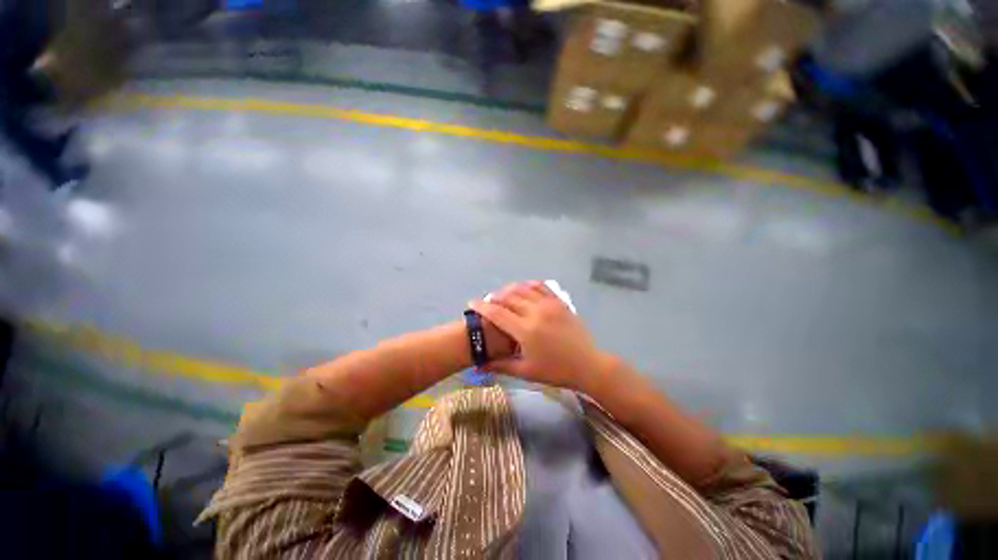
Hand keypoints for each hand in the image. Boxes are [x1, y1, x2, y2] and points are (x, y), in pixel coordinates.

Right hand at [469, 281, 610, 390]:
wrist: (587, 365)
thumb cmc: (555, 371)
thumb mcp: (526, 371)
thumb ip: (501, 365)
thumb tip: (478, 365)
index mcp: (525, 330)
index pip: (496, 313)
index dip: (481, 306)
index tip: (471, 302)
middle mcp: (535, 312)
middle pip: (508, 297)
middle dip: (494, 297)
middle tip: (488, 302)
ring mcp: (549, 304)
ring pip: (523, 288)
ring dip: (509, 289)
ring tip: (502, 295)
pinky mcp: (559, 302)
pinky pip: (540, 286)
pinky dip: (528, 285)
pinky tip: (523, 288)